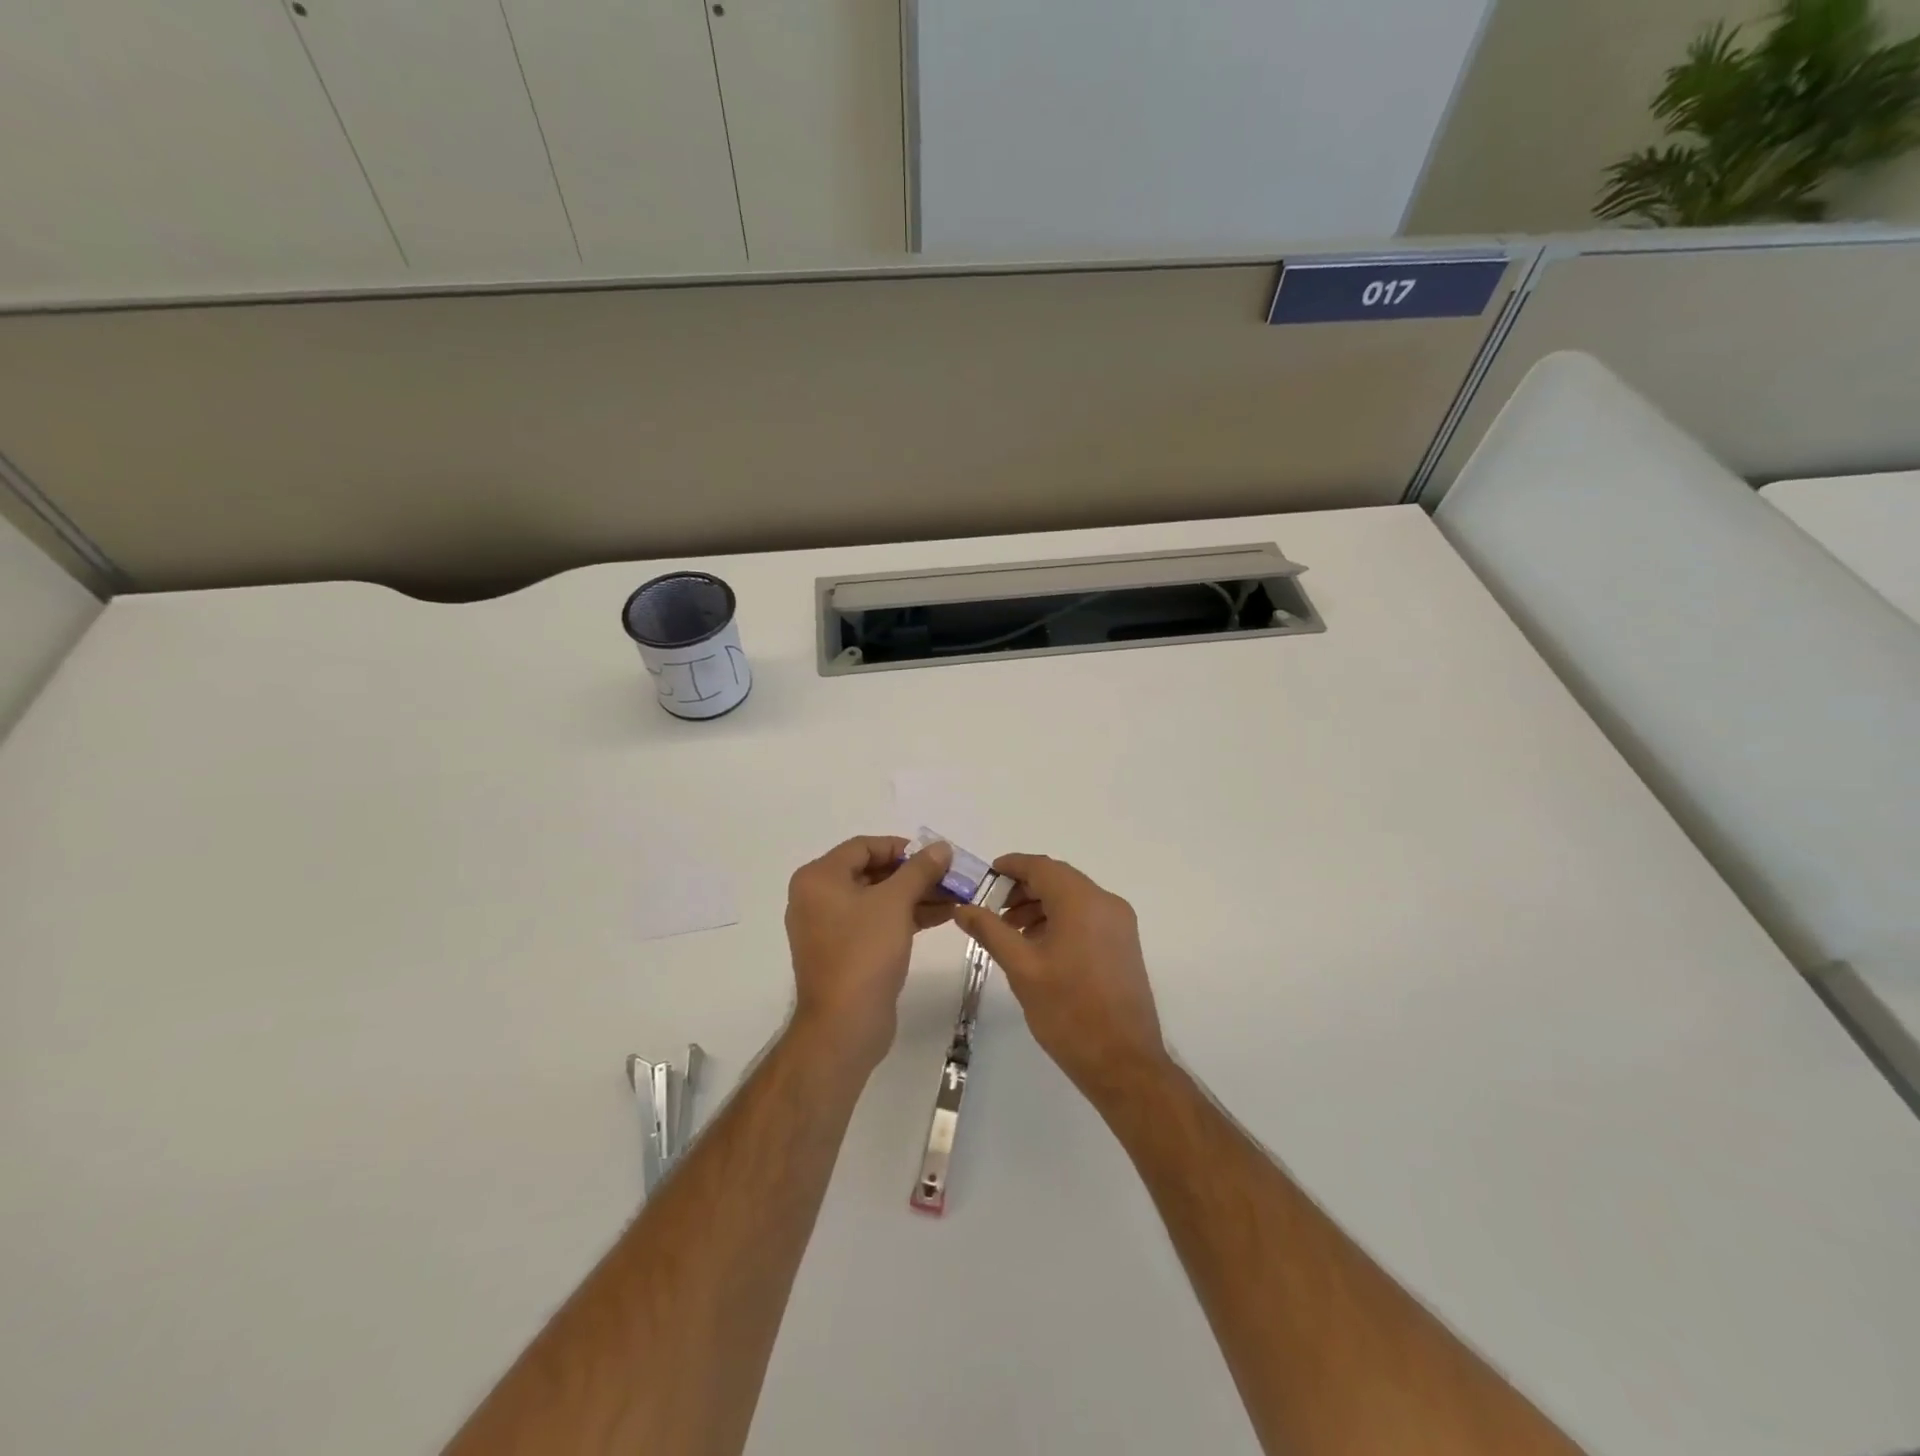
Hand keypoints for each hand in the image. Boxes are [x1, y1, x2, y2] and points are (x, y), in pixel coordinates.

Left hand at [785, 836, 954, 1068]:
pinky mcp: (845, 952)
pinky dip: (906, 917)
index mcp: (819, 878)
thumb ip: (919, 870)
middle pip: (871, 872)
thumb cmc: (864, 952)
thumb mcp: (895, 902)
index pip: (864, 847)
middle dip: (914, 874)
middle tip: (950, 876)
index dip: (902, 847)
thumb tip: (941, 847)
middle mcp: (818, 898)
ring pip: (878, 899)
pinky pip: (877, 922)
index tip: (935, 856)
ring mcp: (830, 927)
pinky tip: (942, 916)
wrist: (844, 1025)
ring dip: (915, 895)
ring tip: (955, 896)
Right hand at [953, 854, 1166, 1095]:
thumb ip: (991, 931)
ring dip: (1041, 905)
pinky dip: (1061, 919)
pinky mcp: (1125, 944)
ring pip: (1073, 898)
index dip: (1010, 866)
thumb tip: (963, 908)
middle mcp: (1106, 902)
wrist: (1123, 1062)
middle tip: (991, 909)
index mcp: (1082, 901)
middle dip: (1023, 889)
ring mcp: (1120, 924)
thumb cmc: (1068, 1011)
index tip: (984, 877)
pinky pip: (1087, 916)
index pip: (1041, 866)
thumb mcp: (1021, 968)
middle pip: (1058, 879)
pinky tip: (1039, 946)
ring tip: (1010, 932)